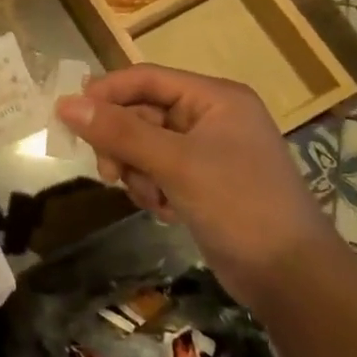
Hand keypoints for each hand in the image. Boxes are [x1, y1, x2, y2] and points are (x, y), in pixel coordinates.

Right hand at [56, 65, 326, 304]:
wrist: (291, 277)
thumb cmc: (239, 205)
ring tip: (150, 198)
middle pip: (141, 113)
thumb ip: (119, 132)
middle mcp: (210, 116)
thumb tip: (65, 104)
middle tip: (110, 173)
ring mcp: (206, 150)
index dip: (106, 93)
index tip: (71, 117)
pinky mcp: (202, 181)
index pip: (146, 78)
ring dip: (136, 171)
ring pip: (144, 145)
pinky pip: (157, 170)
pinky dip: (151, 187)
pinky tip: (165, 210)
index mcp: (214, 98)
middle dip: (123, 144)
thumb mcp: (175, 164)